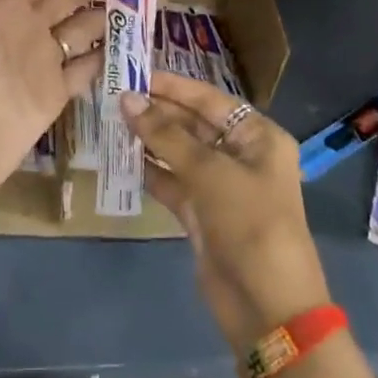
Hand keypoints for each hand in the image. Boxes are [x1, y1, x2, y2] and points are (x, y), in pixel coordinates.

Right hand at [121, 72, 331, 353]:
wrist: (267, 305)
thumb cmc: (249, 223)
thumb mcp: (209, 172)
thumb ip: (165, 135)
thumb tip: (125, 98)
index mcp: (258, 137)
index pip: (209, 99)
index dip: (172, 86)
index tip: (133, 73)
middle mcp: (241, 156)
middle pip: (193, 124)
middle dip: (156, 112)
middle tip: (112, 97)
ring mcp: (220, 186)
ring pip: (179, 153)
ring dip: (149, 140)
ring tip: (110, 122)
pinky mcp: (201, 214)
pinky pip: (171, 182)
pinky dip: (150, 171)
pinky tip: (121, 158)